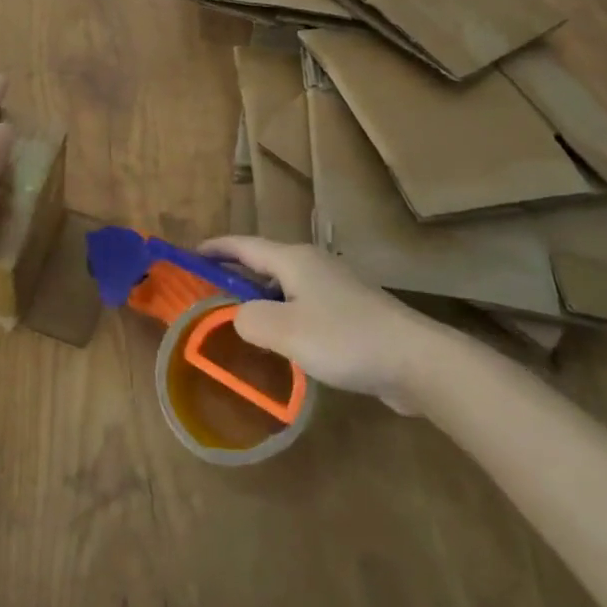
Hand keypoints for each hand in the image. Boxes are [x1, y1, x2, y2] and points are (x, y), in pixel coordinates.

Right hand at [200, 235, 432, 411]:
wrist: (416, 360)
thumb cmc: (345, 338)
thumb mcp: (285, 331)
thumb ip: (250, 320)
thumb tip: (239, 317)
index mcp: (294, 260)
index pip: (244, 245)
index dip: (216, 248)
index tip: (191, 255)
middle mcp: (313, 265)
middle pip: (265, 263)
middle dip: (236, 275)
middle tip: (208, 294)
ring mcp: (336, 288)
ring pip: (286, 287)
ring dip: (261, 299)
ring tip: (239, 320)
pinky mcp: (352, 312)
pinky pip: (305, 306)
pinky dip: (285, 316)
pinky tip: (284, 343)